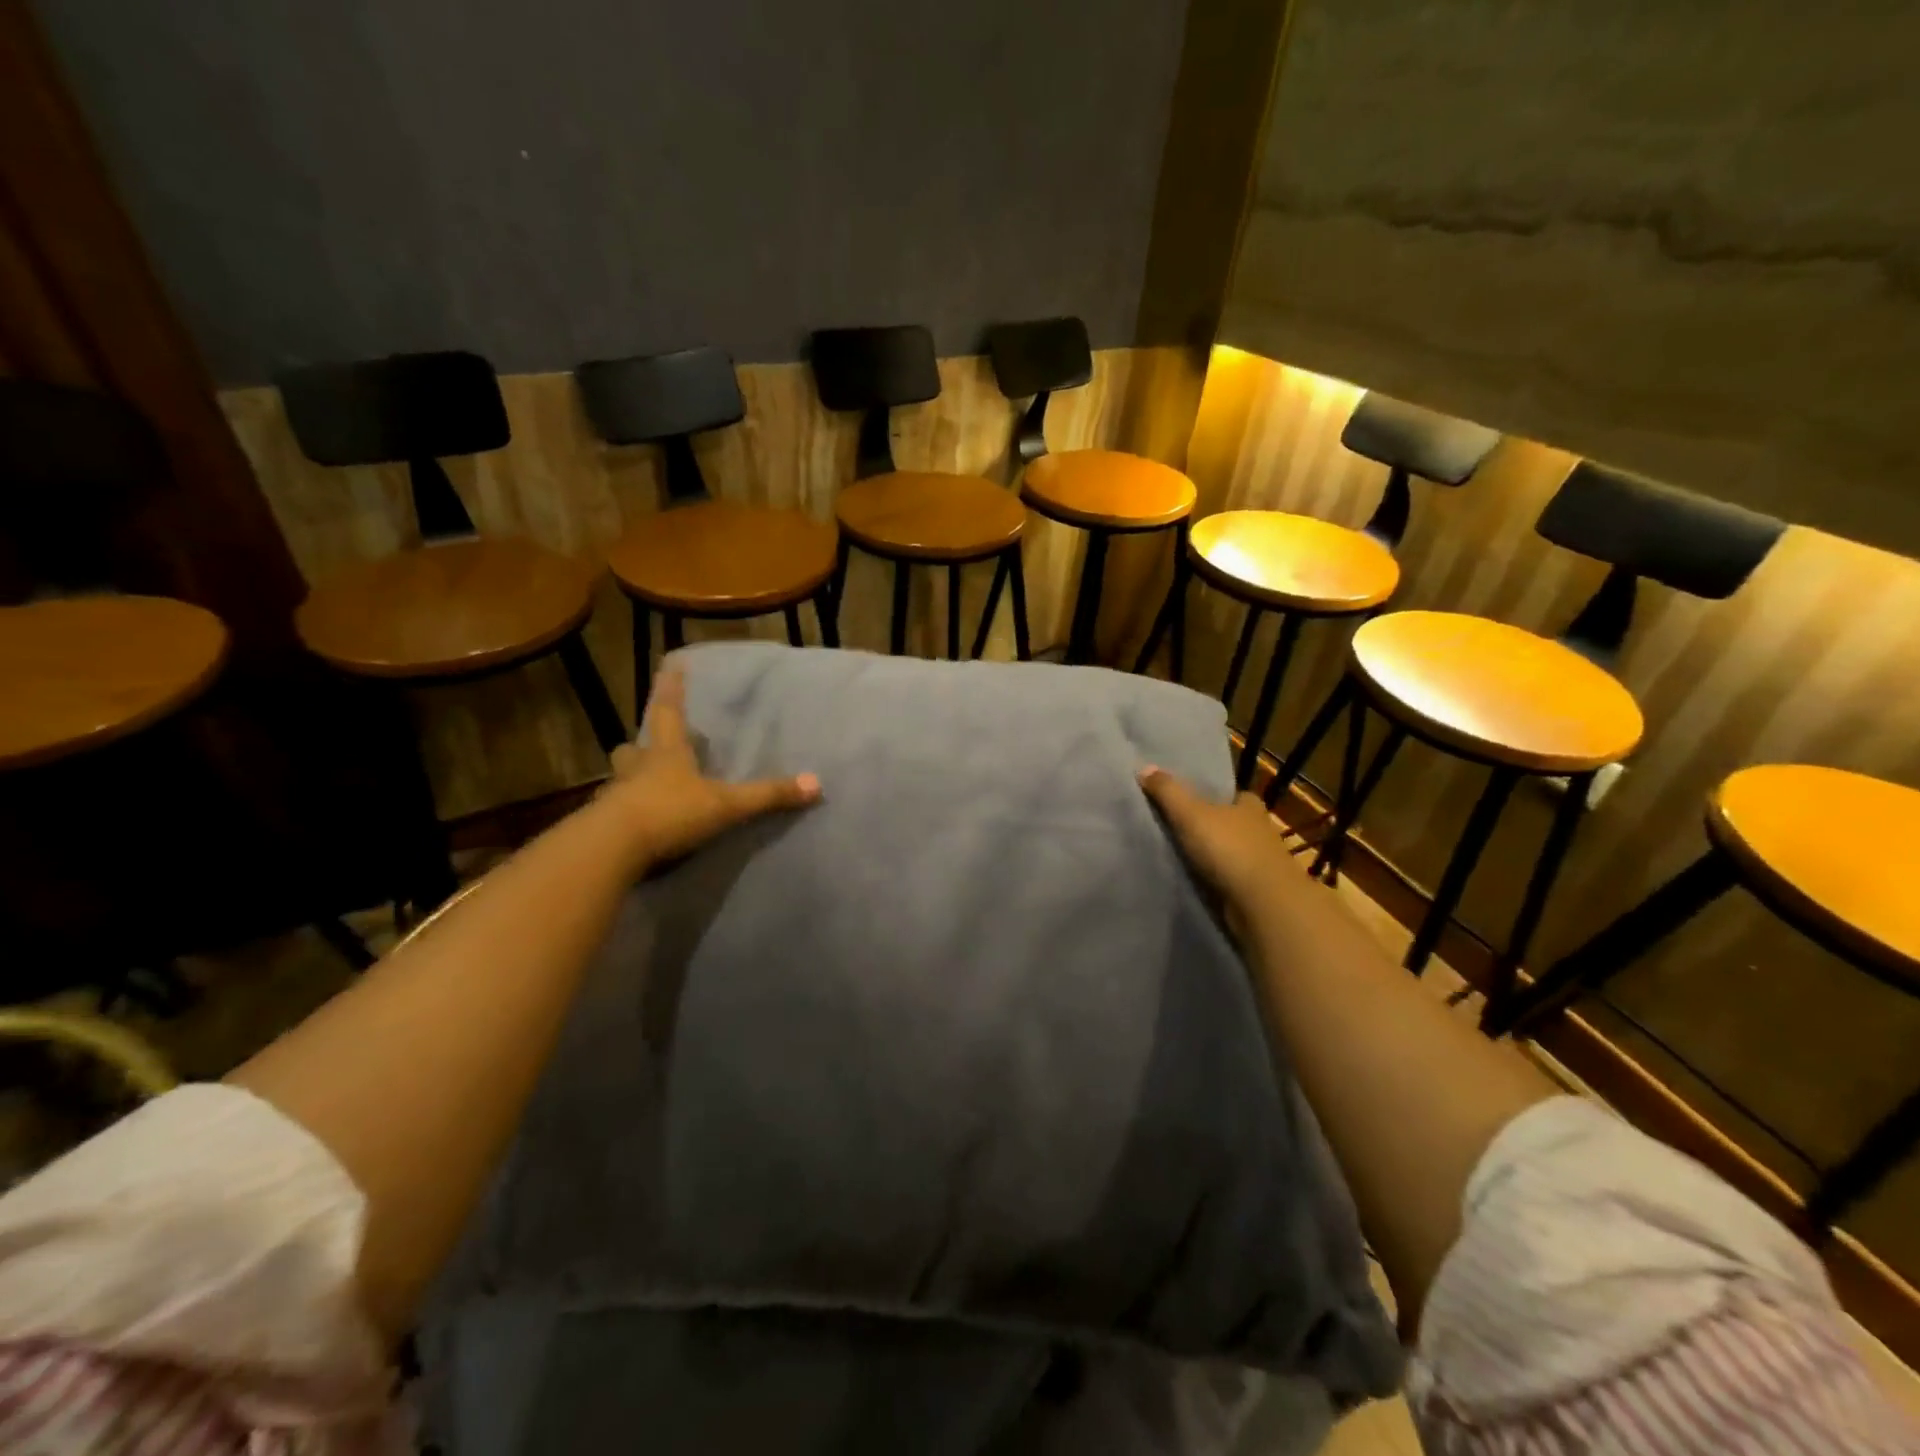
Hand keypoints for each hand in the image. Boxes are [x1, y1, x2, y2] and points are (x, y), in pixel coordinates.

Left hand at [599, 669, 820, 868]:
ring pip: (620, 780)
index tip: (672, 663)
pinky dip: (626, 816)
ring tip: (645, 787)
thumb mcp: (726, 804)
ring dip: (631, 779)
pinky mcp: (604, 827)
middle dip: (641, 746)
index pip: (669, 712)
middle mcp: (637, 769)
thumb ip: (768, 795)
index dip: (672, 688)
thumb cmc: (670, 812)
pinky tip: (640, 827)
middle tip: (649, 746)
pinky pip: (616, 814)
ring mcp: (616, 797)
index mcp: (666, 754)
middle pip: (634, 748)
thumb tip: (816, 784)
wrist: (613, 849)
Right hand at [1137, 765, 1301, 911]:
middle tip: (1175, 827)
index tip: (1188, 800)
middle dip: (1209, 826)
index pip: (1232, 795)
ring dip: (1211, 855)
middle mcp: (1259, 830)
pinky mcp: (1255, 890)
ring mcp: (1260, 862)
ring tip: (1177, 855)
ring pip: (1230, 852)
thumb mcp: (1191, 814)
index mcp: (1249, 805)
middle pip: (1230, 823)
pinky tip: (1193, 879)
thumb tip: (1144, 767)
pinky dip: (1214, 878)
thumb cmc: (1229, 849)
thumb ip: (1168, 792)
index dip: (1212, 796)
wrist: (1262, 904)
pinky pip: (1228, 878)